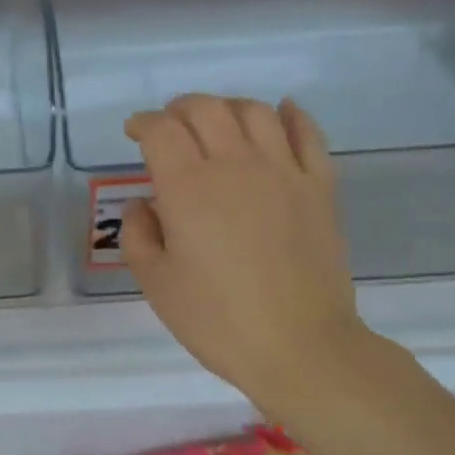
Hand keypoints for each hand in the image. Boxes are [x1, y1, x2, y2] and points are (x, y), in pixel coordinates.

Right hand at [121, 95, 365, 419]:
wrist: (301, 347)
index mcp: (188, 187)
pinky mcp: (320, 187)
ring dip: (227, 106)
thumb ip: (139, 234)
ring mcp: (284, 172)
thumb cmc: (217, 320)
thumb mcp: (156, 283)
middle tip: (169, 126)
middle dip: (179, 108)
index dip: (143, 123)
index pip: (161, 131)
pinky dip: (292, 115)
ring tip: (216, 122)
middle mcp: (235, 165)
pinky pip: (308, 134)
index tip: (135, 133)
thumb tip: (144, 203)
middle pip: (205, 109)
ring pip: (254, 111)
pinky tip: (281, 112)